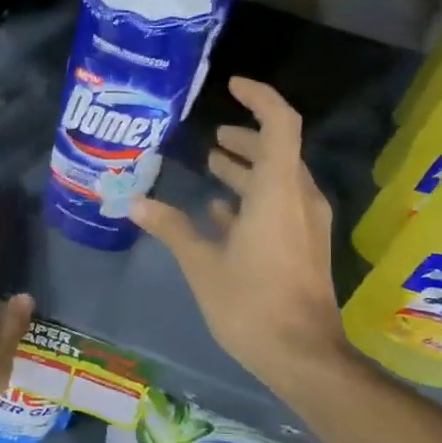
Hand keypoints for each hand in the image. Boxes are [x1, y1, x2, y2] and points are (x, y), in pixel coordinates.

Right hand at [130, 78, 344, 392]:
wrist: (303, 355)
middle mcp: (298, 198)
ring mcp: (306, 224)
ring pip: (279, 179)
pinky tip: (222, 213)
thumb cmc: (251, 304)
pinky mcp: (305, 246)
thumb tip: (135, 202)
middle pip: (278, 150)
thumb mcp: (202, 264)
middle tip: (212, 137)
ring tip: (213, 165)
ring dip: (248, 169)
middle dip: (246, 138)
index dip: (258, 98)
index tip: (231, 87)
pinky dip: (254, 199)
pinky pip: (281, 206)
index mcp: (277, 191)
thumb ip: (172, 227)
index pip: (279, 123)